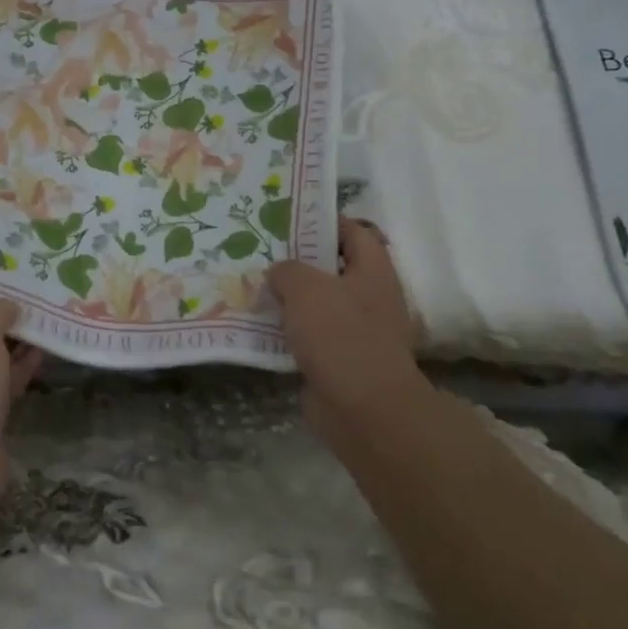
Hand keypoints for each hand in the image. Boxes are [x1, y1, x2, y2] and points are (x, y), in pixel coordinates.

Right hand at [267, 218, 428, 446]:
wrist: (364, 411)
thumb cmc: (341, 335)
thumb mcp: (305, 287)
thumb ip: (287, 270)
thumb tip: (279, 274)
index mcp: (373, 272)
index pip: (354, 232)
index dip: (325, 220)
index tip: (290, 217)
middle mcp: (370, 298)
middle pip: (333, 268)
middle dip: (300, 260)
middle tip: (263, 251)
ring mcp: (357, 332)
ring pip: (319, 304)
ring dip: (290, 298)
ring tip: (254, 285)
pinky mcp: (340, 362)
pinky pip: (310, 337)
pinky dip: (289, 331)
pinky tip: (260, 325)